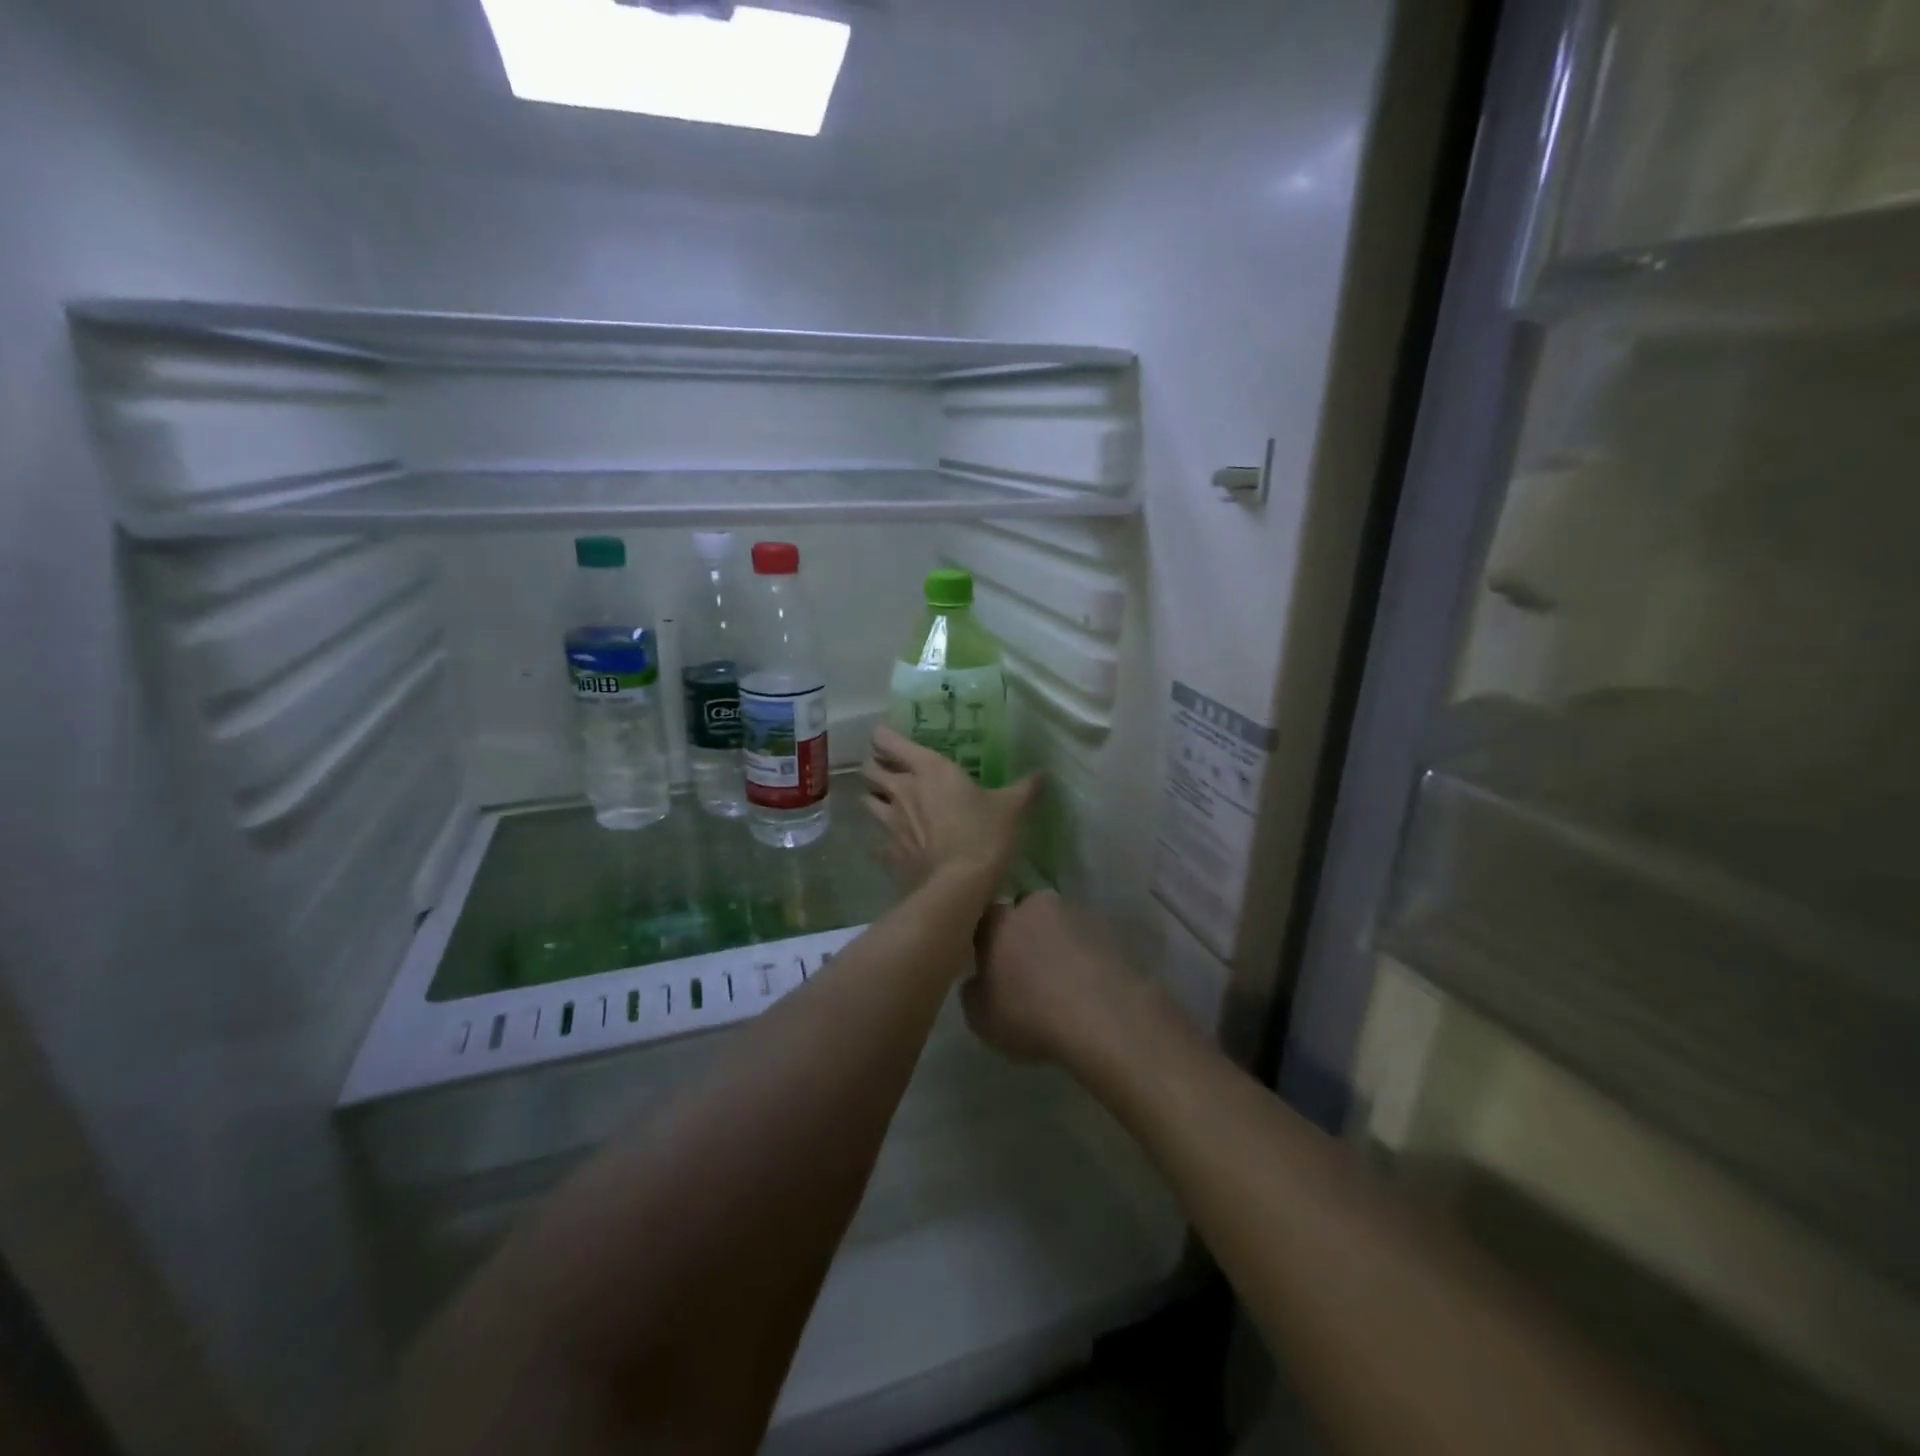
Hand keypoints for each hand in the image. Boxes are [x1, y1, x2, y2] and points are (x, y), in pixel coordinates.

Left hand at [859, 727, 1039, 891]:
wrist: (957, 887)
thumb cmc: (984, 836)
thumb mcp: (1011, 808)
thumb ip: (1025, 788)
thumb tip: (1043, 774)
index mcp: (928, 768)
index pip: (887, 740)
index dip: (884, 737)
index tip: (891, 739)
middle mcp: (901, 789)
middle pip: (869, 768)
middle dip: (875, 766)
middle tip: (890, 769)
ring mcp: (889, 822)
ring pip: (867, 800)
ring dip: (874, 797)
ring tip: (889, 801)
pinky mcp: (887, 851)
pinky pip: (876, 839)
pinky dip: (882, 837)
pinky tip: (895, 841)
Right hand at [964, 892, 1130, 1064]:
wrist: (1104, 1018)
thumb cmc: (1032, 1016)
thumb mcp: (982, 1020)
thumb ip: (972, 993)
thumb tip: (978, 981)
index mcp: (1000, 921)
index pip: (985, 918)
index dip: (986, 940)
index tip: (990, 964)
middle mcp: (1036, 906)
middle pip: (1025, 914)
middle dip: (1024, 934)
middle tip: (1027, 970)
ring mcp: (1077, 913)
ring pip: (1060, 924)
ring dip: (1058, 943)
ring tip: (1064, 980)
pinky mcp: (1111, 929)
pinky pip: (1089, 939)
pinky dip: (1086, 955)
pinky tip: (1089, 984)